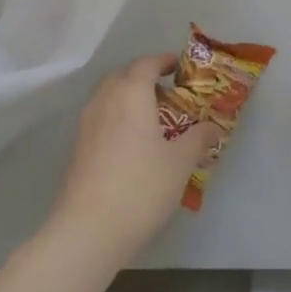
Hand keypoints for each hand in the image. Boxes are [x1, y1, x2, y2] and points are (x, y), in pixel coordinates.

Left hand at [47, 55, 219, 267]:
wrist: (89, 230)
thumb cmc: (142, 186)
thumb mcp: (181, 162)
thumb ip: (198, 138)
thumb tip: (212, 128)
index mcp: (131, 95)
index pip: (145, 65)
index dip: (163, 61)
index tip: (179, 67)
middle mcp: (104, 102)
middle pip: (122, 77)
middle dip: (143, 78)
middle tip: (167, 94)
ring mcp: (86, 126)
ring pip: (107, 98)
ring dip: (128, 99)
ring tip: (152, 120)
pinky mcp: (77, 150)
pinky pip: (100, 120)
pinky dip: (117, 119)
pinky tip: (133, 145)